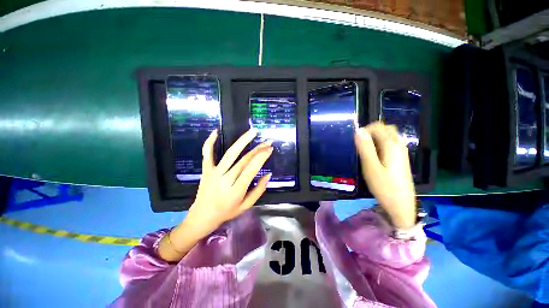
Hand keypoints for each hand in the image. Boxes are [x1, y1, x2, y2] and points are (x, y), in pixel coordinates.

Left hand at [186, 128, 272, 233]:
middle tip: (268, 142)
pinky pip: (207, 154)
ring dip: (242, 141)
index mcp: (236, 190)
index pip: (251, 169)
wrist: (202, 216)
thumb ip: (259, 190)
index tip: (270, 149)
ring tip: (252, 132)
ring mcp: (214, 173)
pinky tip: (215, 131)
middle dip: (258, 149)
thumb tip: (269, 174)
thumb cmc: (227, 212)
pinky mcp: (206, 170)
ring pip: (230, 154)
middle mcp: (225, 179)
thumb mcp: (246, 205)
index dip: (262, 157)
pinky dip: (209, 142)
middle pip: (244, 160)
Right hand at [355, 122, 415, 228]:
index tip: (355, 140)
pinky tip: (374, 156)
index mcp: (391, 145)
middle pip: (386, 129)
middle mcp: (399, 145)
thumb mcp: (371, 167)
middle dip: (371, 131)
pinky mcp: (401, 160)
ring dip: (376, 138)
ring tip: (364, 149)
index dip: (365, 129)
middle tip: (360, 143)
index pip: (378, 127)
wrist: (401, 205)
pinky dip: (381, 144)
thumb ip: (365, 148)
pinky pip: (391, 144)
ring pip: (389, 136)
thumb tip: (359, 130)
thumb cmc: (384, 186)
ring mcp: (402, 153)